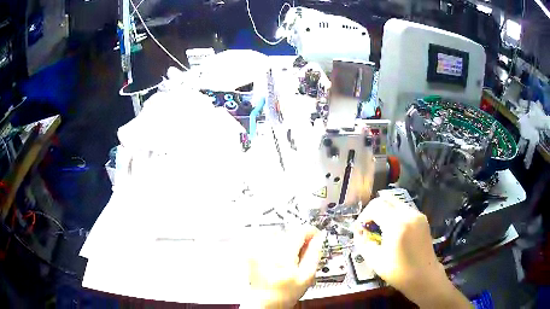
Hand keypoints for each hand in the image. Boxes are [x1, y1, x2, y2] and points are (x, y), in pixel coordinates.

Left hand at [247, 225, 325, 308]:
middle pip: (290, 232)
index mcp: (282, 255)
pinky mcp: (253, 252)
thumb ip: (314, 255)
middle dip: (300, 239)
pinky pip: (269, 241)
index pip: (300, 231)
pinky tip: (281, 258)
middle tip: (305, 252)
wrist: (264, 302)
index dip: (311, 232)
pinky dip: (278, 245)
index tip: (317, 237)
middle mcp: (267, 249)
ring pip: (280, 235)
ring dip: (289, 241)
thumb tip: (318, 239)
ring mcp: (258, 250)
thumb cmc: (284, 294)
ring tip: (292, 257)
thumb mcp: (306, 276)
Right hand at [353, 197, 469, 307]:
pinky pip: (404, 209)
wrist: (424, 277)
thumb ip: (363, 242)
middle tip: (368, 225)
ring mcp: (418, 215)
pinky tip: (392, 230)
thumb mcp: (375, 260)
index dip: (364, 215)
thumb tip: (359, 232)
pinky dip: (394, 214)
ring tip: (379, 228)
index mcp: (397, 224)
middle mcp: (409, 214)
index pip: (376, 206)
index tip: (360, 228)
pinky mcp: (422, 219)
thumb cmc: (399, 272)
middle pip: (386, 199)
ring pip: (395, 203)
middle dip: (373, 210)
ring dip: (384, 211)